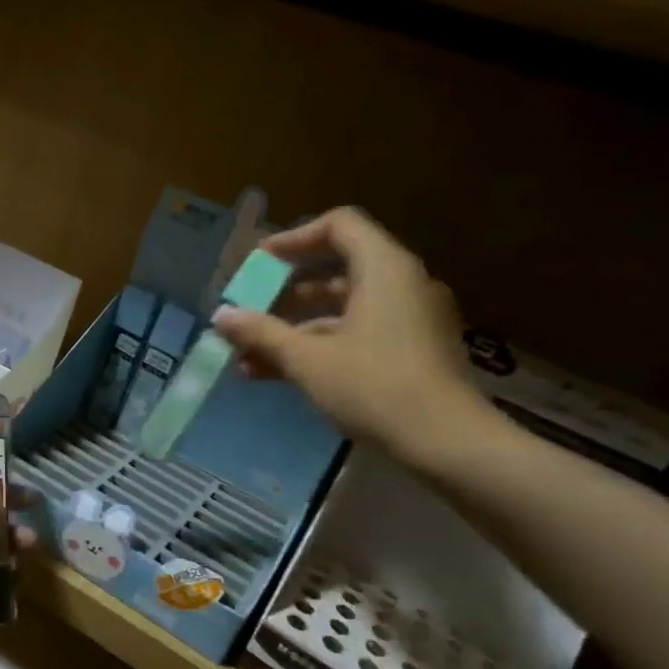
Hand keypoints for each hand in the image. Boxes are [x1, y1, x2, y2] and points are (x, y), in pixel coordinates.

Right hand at [213, 206, 489, 464]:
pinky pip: (359, 331)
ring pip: (344, 307)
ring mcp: (411, 318)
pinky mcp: (413, 350)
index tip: (261, 264)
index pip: (339, 225)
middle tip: (251, 308)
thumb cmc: (374, 387)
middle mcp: (403, 283)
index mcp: (384, 269)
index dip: (295, 238)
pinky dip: (322, 344)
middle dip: (286, 291)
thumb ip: (261, 333)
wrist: (448, 443)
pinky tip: (280, 374)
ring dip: (296, 326)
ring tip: (251, 354)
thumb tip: (220, 316)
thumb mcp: (307, 359)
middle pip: (337, 268)